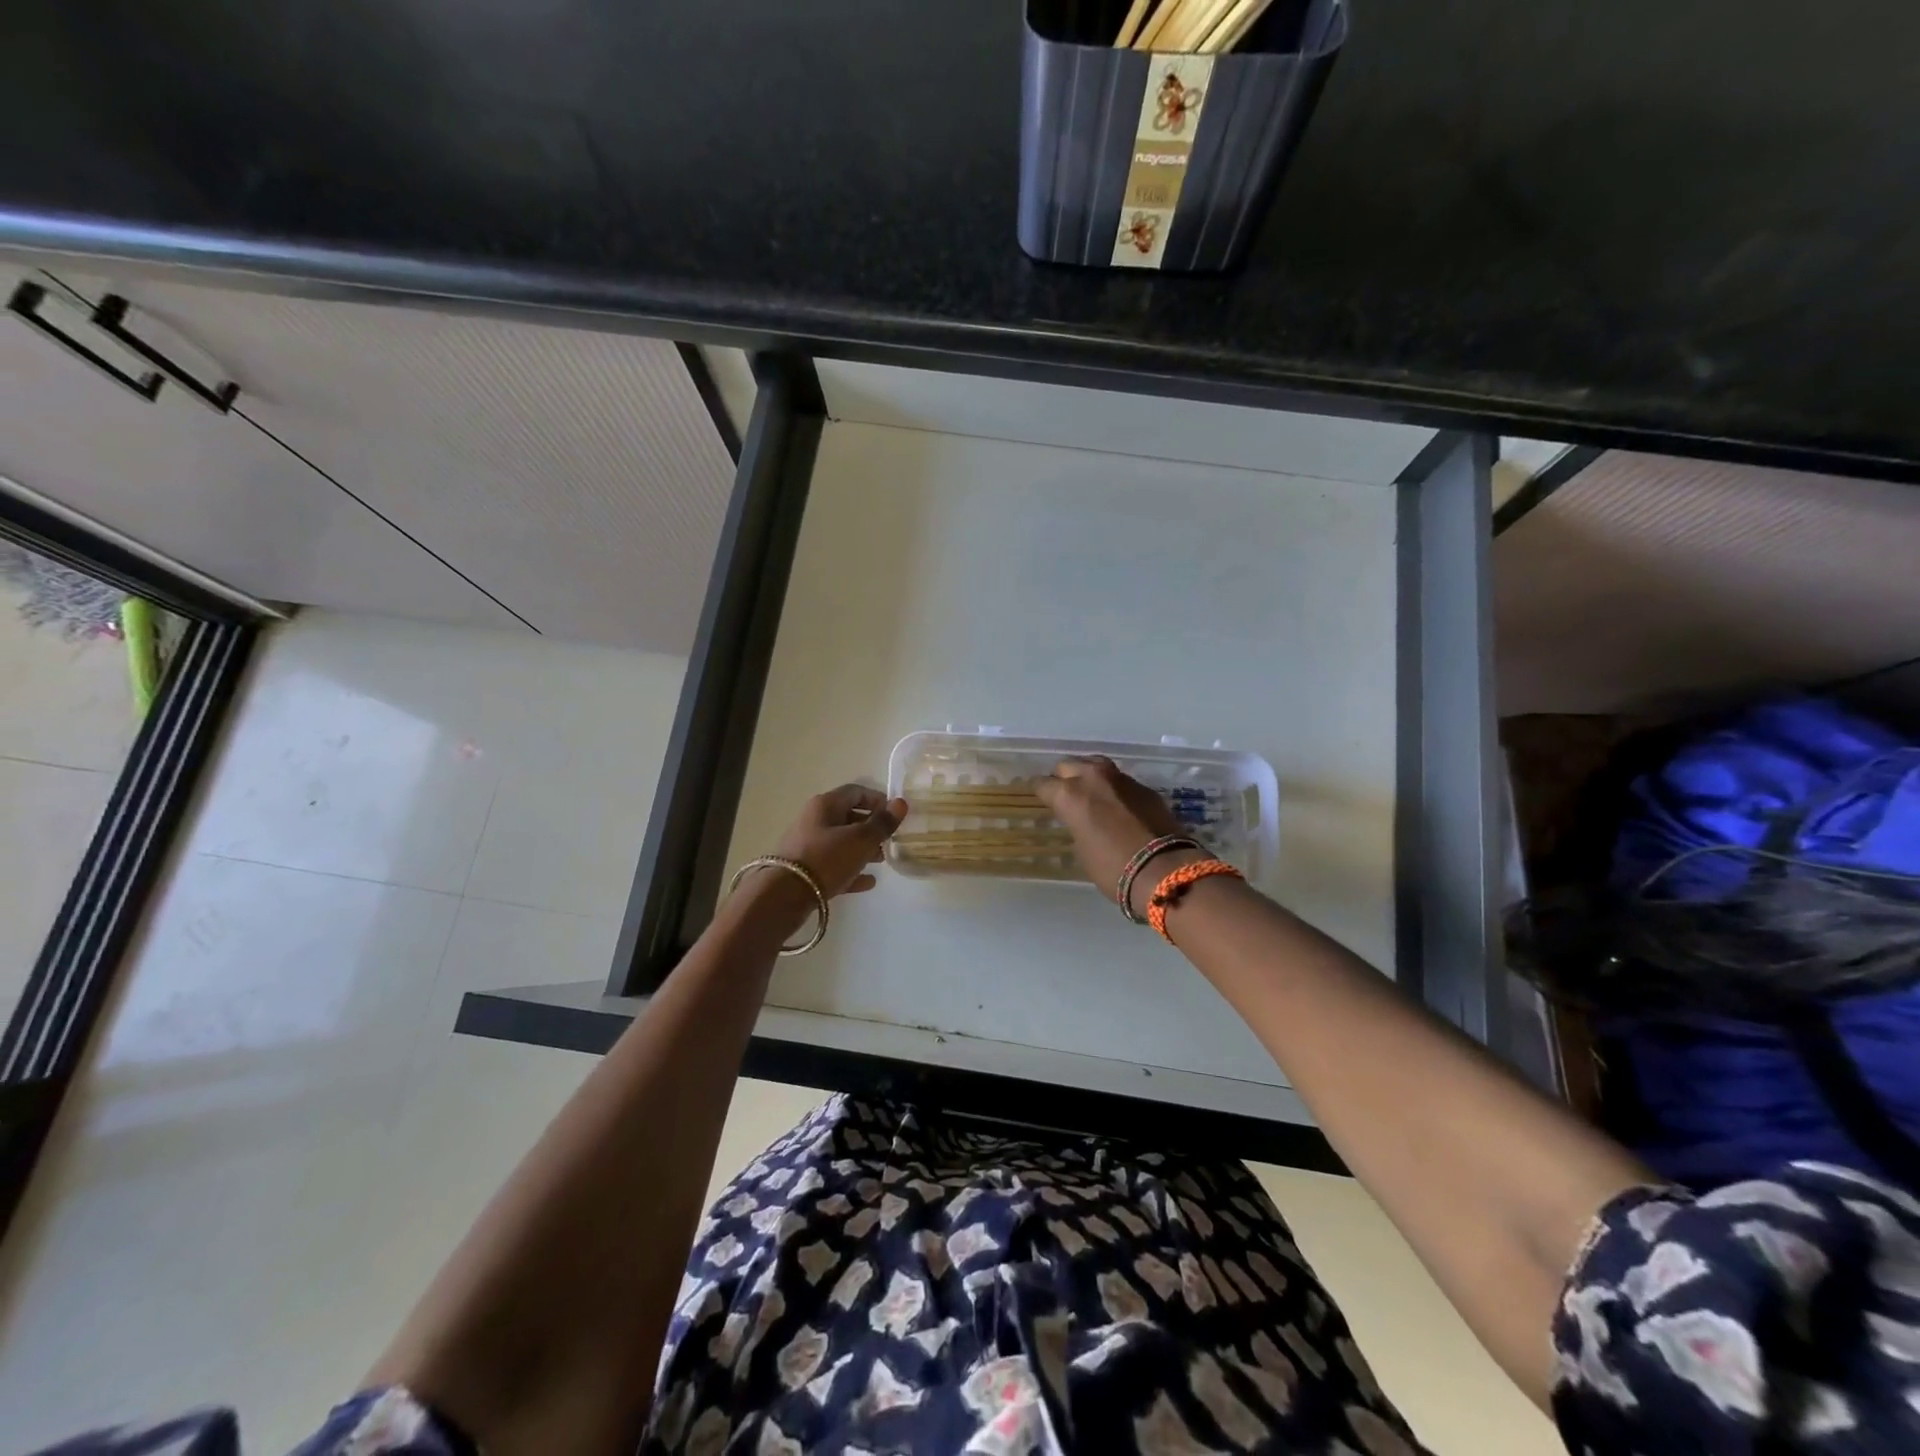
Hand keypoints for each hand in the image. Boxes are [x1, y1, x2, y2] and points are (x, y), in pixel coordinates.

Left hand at [771, 784, 907, 898]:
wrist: (784, 895)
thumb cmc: (826, 858)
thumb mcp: (860, 840)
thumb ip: (882, 823)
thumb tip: (901, 803)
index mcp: (826, 805)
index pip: (856, 791)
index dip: (878, 800)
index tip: (895, 815)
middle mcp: (815, 820)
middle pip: (849, 817)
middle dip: (872, 827)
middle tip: (891, 840)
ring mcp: (808, 845)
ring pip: (842, 842)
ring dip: (863, 849)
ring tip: (882, 860)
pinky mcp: (806, 870)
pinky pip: (835, 865)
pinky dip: (852, 870)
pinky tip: (869, 882)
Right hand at [1033, 757, 1198, 915]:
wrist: (1162, 869)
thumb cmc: (1112, 867)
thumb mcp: (1081, 849)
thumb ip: (1076, 824)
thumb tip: (1080, 819)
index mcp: (1069, 795)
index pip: (1043, 784)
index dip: (1040, 792)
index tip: (1041, 798)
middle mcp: (1092, 778)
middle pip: (1068, 765)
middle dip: (1063, 778)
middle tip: (1065, 794)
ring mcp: (1120, 779)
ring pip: (1095, 765)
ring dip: (1089, 776)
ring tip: (1089, 792)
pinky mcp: (1144, 787)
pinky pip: (1119, 780)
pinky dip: (1113, 788)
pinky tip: (1116, 803)